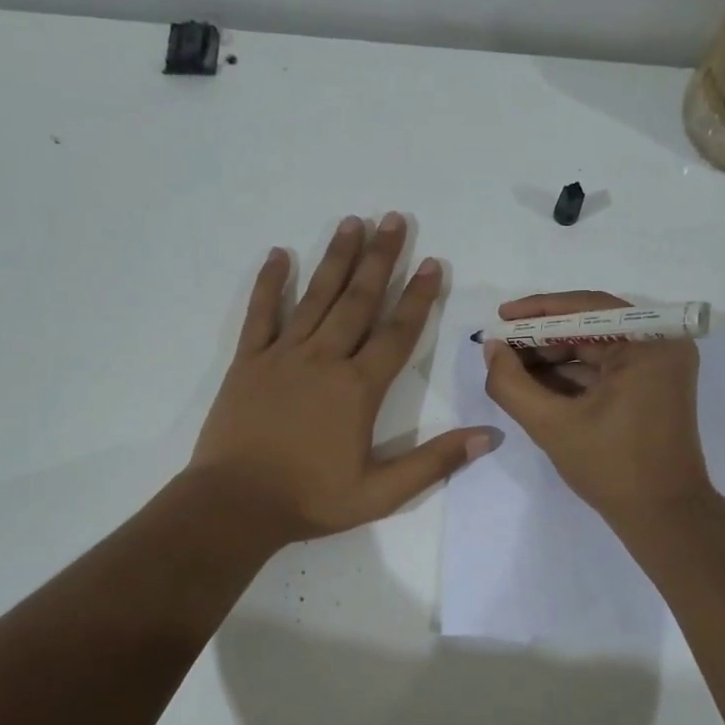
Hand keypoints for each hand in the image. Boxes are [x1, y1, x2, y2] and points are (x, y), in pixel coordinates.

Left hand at [189, 213, 495, 543]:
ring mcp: (282, 356)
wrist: (235, 505)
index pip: (397, 333)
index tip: (433, 263)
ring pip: (315, 297)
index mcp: (359, 388)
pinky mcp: (248, 362)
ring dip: (336, 258)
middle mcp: (324, 360)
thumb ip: (435, 462)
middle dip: (380, 258)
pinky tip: (278, 254)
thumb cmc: (311, 500)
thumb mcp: (382, 493)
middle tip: (394, 219)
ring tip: (352, 222)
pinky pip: (260, 314)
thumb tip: (489, 436)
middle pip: (358, 300)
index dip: (418, 297)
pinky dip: (269, 283)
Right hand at [482, 291, 710, 528]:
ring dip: (553, 358)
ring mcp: (660, 367)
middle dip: (542, 338)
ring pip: (596, 348)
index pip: (586, 308)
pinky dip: (572, 376)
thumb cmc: (612, 468)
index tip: (500, 317)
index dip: (538, 311)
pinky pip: (606, 369)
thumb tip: (492, 348)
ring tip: (510, 367)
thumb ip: (512, 384)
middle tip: (500, 348)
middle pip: (591, 327)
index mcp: (650, 343)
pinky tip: (535, 385)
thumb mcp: (552, 425)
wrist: (664, 517)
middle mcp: (662, 345)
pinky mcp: (653, 387)